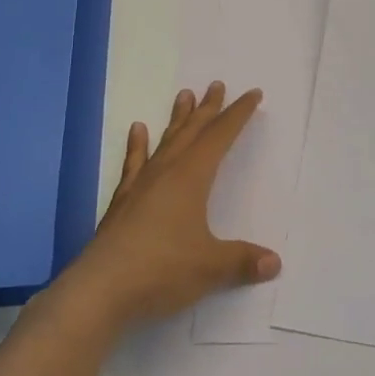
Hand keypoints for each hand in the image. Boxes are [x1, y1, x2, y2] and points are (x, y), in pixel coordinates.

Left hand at [57, 81, 281, 329]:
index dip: (238, 115)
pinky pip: (134, 164)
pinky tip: (137, 130)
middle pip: (192, 132)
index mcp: (191, 178)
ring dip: (177, 119)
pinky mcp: (122, 203)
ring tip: (183, 94)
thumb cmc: (161, 270)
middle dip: (208, 109)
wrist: (99, 290)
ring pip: (165, 142)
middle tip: (217, 85)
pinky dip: (137, 146)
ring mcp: (141, 186)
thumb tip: (275, 262)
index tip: (252, 94)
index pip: (220, 137)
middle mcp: (166, 172)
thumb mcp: (210, 267)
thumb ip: (242, 260)